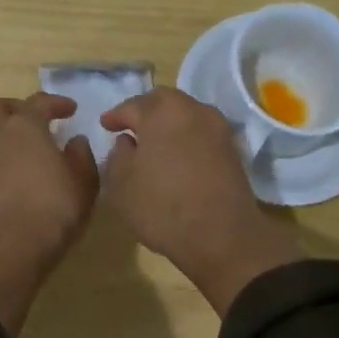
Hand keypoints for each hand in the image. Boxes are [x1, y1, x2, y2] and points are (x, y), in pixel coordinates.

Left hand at [0, 93, 98, 336]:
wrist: (11, 247)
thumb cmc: (54, 209)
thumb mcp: (84, 182)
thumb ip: (81, 156)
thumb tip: (74, 142)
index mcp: (25, 126)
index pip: (38, 102)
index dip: (56, 102)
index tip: (71, 110)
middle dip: (17, 109)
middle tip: (39, 122)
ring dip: (7, 133)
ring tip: (31, 149)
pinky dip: (2, 155)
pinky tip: (20, 172)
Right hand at [100, 89, 303, 313]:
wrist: (221, 235)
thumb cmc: (161, 206)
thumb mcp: (121, 184)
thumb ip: (118, 155)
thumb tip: (127, 142)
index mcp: (162, 111)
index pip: (132, 106)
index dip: (116, 116)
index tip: (105, 125)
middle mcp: (194, 110)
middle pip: (164, 102)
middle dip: (145, 111)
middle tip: (130, 128)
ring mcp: (219, 129)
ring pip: (187, 115)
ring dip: (169, 124)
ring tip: (154, 143)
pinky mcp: (233, 150)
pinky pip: (202, 134)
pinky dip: (187, 138)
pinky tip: (177, 157)